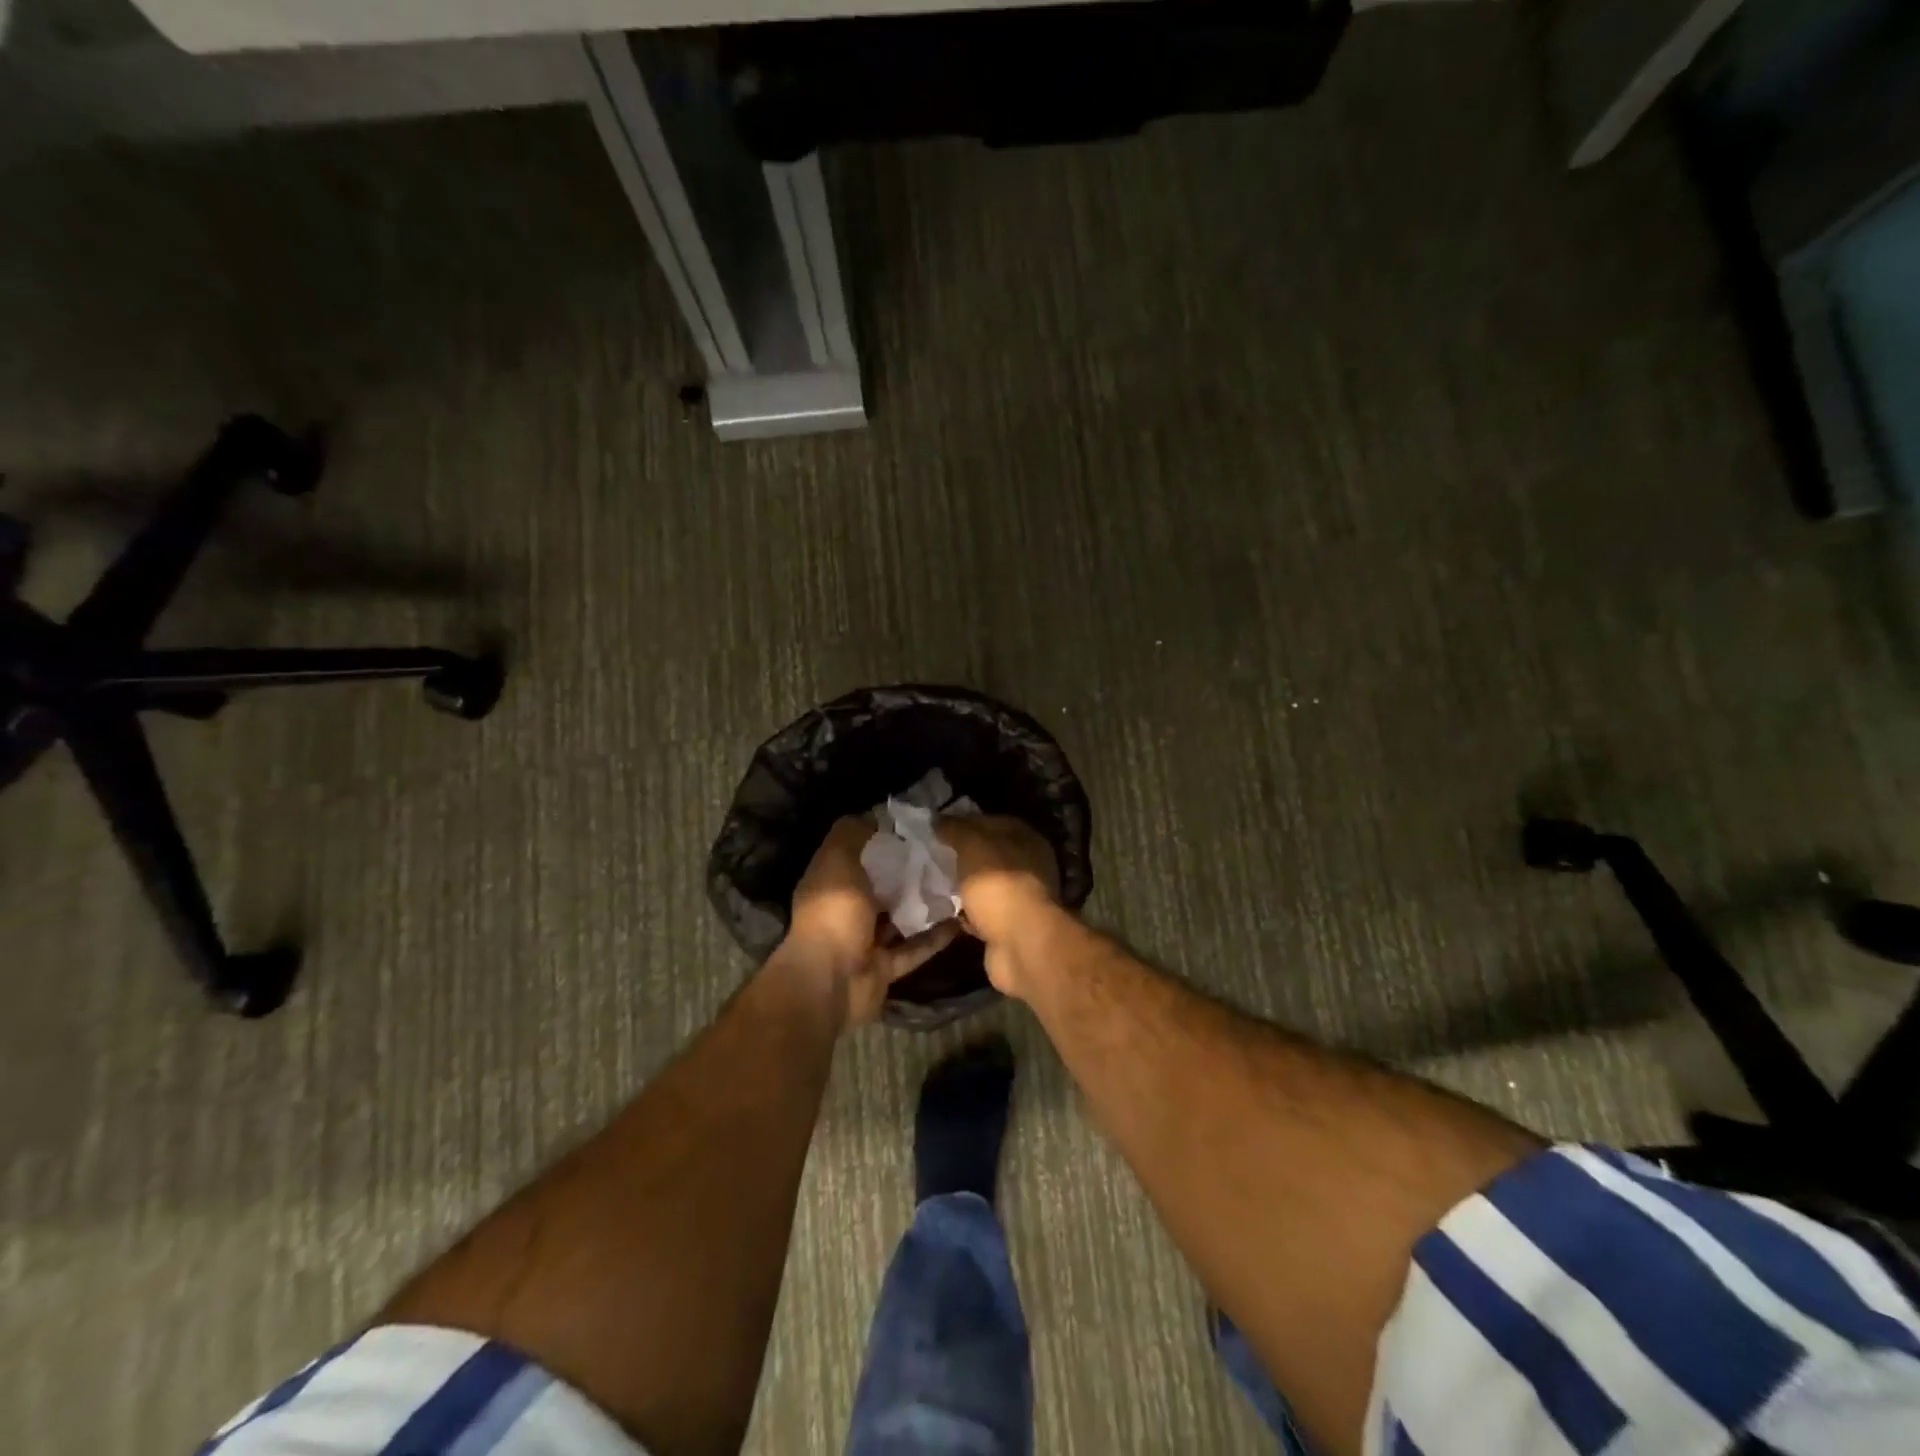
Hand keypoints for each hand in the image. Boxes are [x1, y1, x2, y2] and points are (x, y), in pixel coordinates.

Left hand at [785, 817, 957, 1026]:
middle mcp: (846, 909)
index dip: (883, 839)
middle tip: (946, 854)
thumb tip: (874, 814)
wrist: (831, 983)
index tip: (917, 826)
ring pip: (900, 917)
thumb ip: (852, 833)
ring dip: (924, 904)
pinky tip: (960, 921)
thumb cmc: (834, 913)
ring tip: (959, 884)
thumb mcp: (838, 860)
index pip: (858, 853)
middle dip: (909, 872)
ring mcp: (865, 941)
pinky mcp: (885, 967)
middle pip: (882, 885)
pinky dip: (934, 937)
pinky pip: (914, 948)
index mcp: (831, 881)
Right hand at [938, 816, 1061, 996]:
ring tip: (932, 882)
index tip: (938, 828)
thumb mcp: (973, 845)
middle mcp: (1029, 866)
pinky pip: (982, 913)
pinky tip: (943, 910)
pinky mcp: (1009, 927)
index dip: (965, 822)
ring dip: (963, 886)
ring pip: (985, 885)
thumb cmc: (998, 884)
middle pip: (989, 855)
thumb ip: (956, 829)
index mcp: (1026, 839)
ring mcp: (1020, 898)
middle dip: (962, 856)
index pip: (992, 822)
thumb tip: (938, 819)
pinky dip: (966, 913)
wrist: (1021, 944)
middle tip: (930, 856)